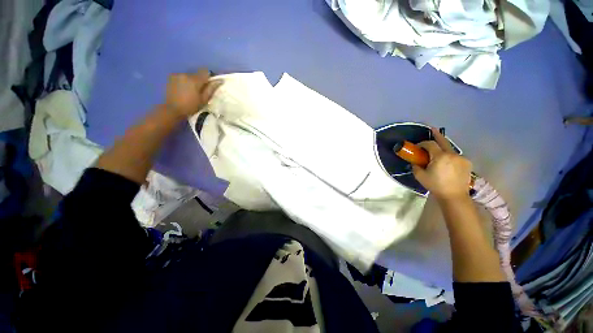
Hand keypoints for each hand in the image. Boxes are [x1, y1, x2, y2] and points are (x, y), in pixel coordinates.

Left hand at [164, 69, 221, 116]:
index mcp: (194, 80)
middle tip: (200, 91)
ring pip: (189, 75)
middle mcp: (186, 74)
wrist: (172, 109)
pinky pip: (182, 77)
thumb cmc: (191, 106)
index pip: (205, 71)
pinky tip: (184, 90)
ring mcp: (177, 75)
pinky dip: (185, 82)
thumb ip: (211, 89)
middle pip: (197, 74)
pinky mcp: (171, 77)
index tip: (210, 84)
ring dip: (192, 81)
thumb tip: (220, 80)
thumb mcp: (204, 100)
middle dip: (200, 80)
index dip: (209, 77)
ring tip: (191, 91)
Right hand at [412, 128, 471, 201]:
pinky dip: (450, 156)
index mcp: (440, 156)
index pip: (430, 144)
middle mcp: (452, 154)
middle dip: (437, 135)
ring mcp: (461, 158)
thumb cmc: (435, 185)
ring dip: (443, 148)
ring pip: (450, 149)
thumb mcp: (420, 176)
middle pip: (443, 141)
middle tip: (433, 129)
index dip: (422, 144)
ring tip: (438, 151)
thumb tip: (415, 162)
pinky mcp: (467, 163)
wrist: (454, 196)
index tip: (417, 147)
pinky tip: (447, 163)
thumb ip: (416, 166)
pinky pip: (456, 156)